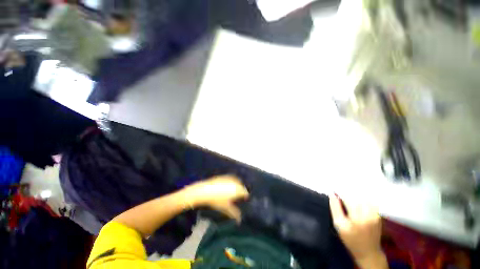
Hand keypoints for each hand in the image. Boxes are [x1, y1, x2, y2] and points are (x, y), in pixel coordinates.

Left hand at [184, 175, 248, 221]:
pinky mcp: (225, 175)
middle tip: (239, 196)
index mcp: (237, 190)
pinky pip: (232, 178)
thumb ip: (234, 213)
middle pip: (242, 186)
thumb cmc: (216, 200)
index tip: (244, 199)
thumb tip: (239, 220)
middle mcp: (235, 182)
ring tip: (234, 190)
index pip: (245, 192)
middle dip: (241, 190)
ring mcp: (230, 178)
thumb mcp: (226, 208)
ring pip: (237, 181)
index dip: (245, 196)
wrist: (205, 190)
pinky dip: (233, 181)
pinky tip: (229, 185)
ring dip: (238, 185)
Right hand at [329, 195, 387, 268]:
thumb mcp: (338, 225)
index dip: (339, 192)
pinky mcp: (378, 215)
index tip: (333, 189)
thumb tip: (332, 194)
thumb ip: (335, 208)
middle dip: (346, 191)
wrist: (368, 251)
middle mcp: (367, 215)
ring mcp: (375, 214)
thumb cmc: (350, 238)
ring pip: (364, 197)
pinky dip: (362, 197)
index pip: (346, 198)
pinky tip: (357, 198)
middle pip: (356, 196)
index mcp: (355, 218)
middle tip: (339, 191)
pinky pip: (370, 201)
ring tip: (347, 193)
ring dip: (354, 193)